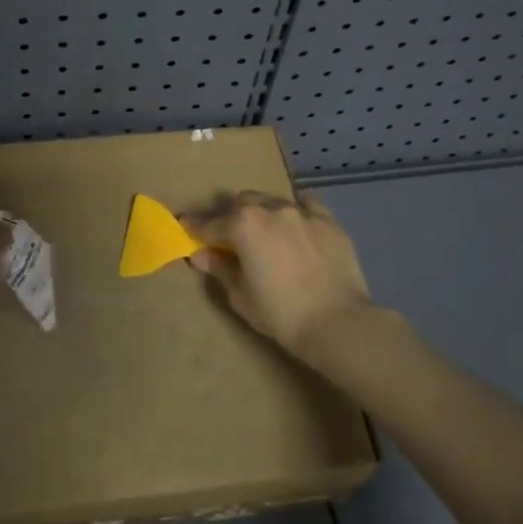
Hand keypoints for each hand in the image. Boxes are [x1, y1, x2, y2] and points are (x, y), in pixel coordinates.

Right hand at [182, 192, 375, 360]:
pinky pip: (307, 205)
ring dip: (262, 212)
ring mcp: (302, 212)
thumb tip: (201, 254)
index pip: (209, 223)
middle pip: (242, 203)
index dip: (194, 227)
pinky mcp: (329, 221)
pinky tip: (297, 222)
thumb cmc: (280, 314)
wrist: (337, 323)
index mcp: (243, 225)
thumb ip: (220, 268)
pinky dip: (296, 210)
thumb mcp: (241, 295)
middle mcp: (271, 209)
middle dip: (230, 216)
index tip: (184, 227)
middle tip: (228, 236)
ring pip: (273, 200)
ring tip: (264, 232)